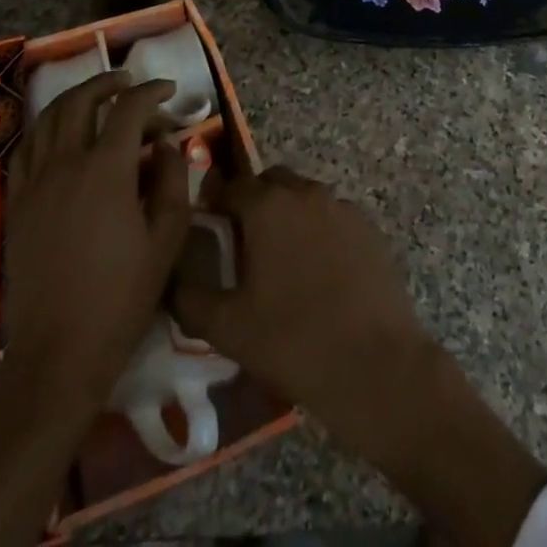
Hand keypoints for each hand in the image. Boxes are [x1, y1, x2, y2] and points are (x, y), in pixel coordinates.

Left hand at [0, 72, 188, 546]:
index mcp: (106, 170)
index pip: (129, 109)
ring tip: (96, 99)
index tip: (169, 90)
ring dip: (75, 100)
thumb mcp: (167, 237)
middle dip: (108, 84)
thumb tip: (167, 144)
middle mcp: (65, 165)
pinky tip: (61, 136)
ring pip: (47, 119)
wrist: (59, 353)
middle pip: (80, 101)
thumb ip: (172, 179)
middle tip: (130, 84)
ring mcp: (34, 183)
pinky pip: (27, 149)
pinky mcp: (15, 204)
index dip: (152, 92)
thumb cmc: (122, 296)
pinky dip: (46, 129)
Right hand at [171, 166, 435, 458]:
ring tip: (283, 262)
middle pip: (271, 182)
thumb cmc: (293, 341)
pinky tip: (320, 274)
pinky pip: (334, 218)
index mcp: (267, 206)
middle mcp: (305, 193)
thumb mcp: (228, 328)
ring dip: (289, 216)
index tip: (207, 225)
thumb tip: (171, 280)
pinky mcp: (369, 228)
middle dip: (254, 202)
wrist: (375, 364)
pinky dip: (320, 232)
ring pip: (305, 198)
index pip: (231, 186)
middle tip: (244, 243)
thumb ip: (190, 298)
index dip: (216, 202)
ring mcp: (342, 207)